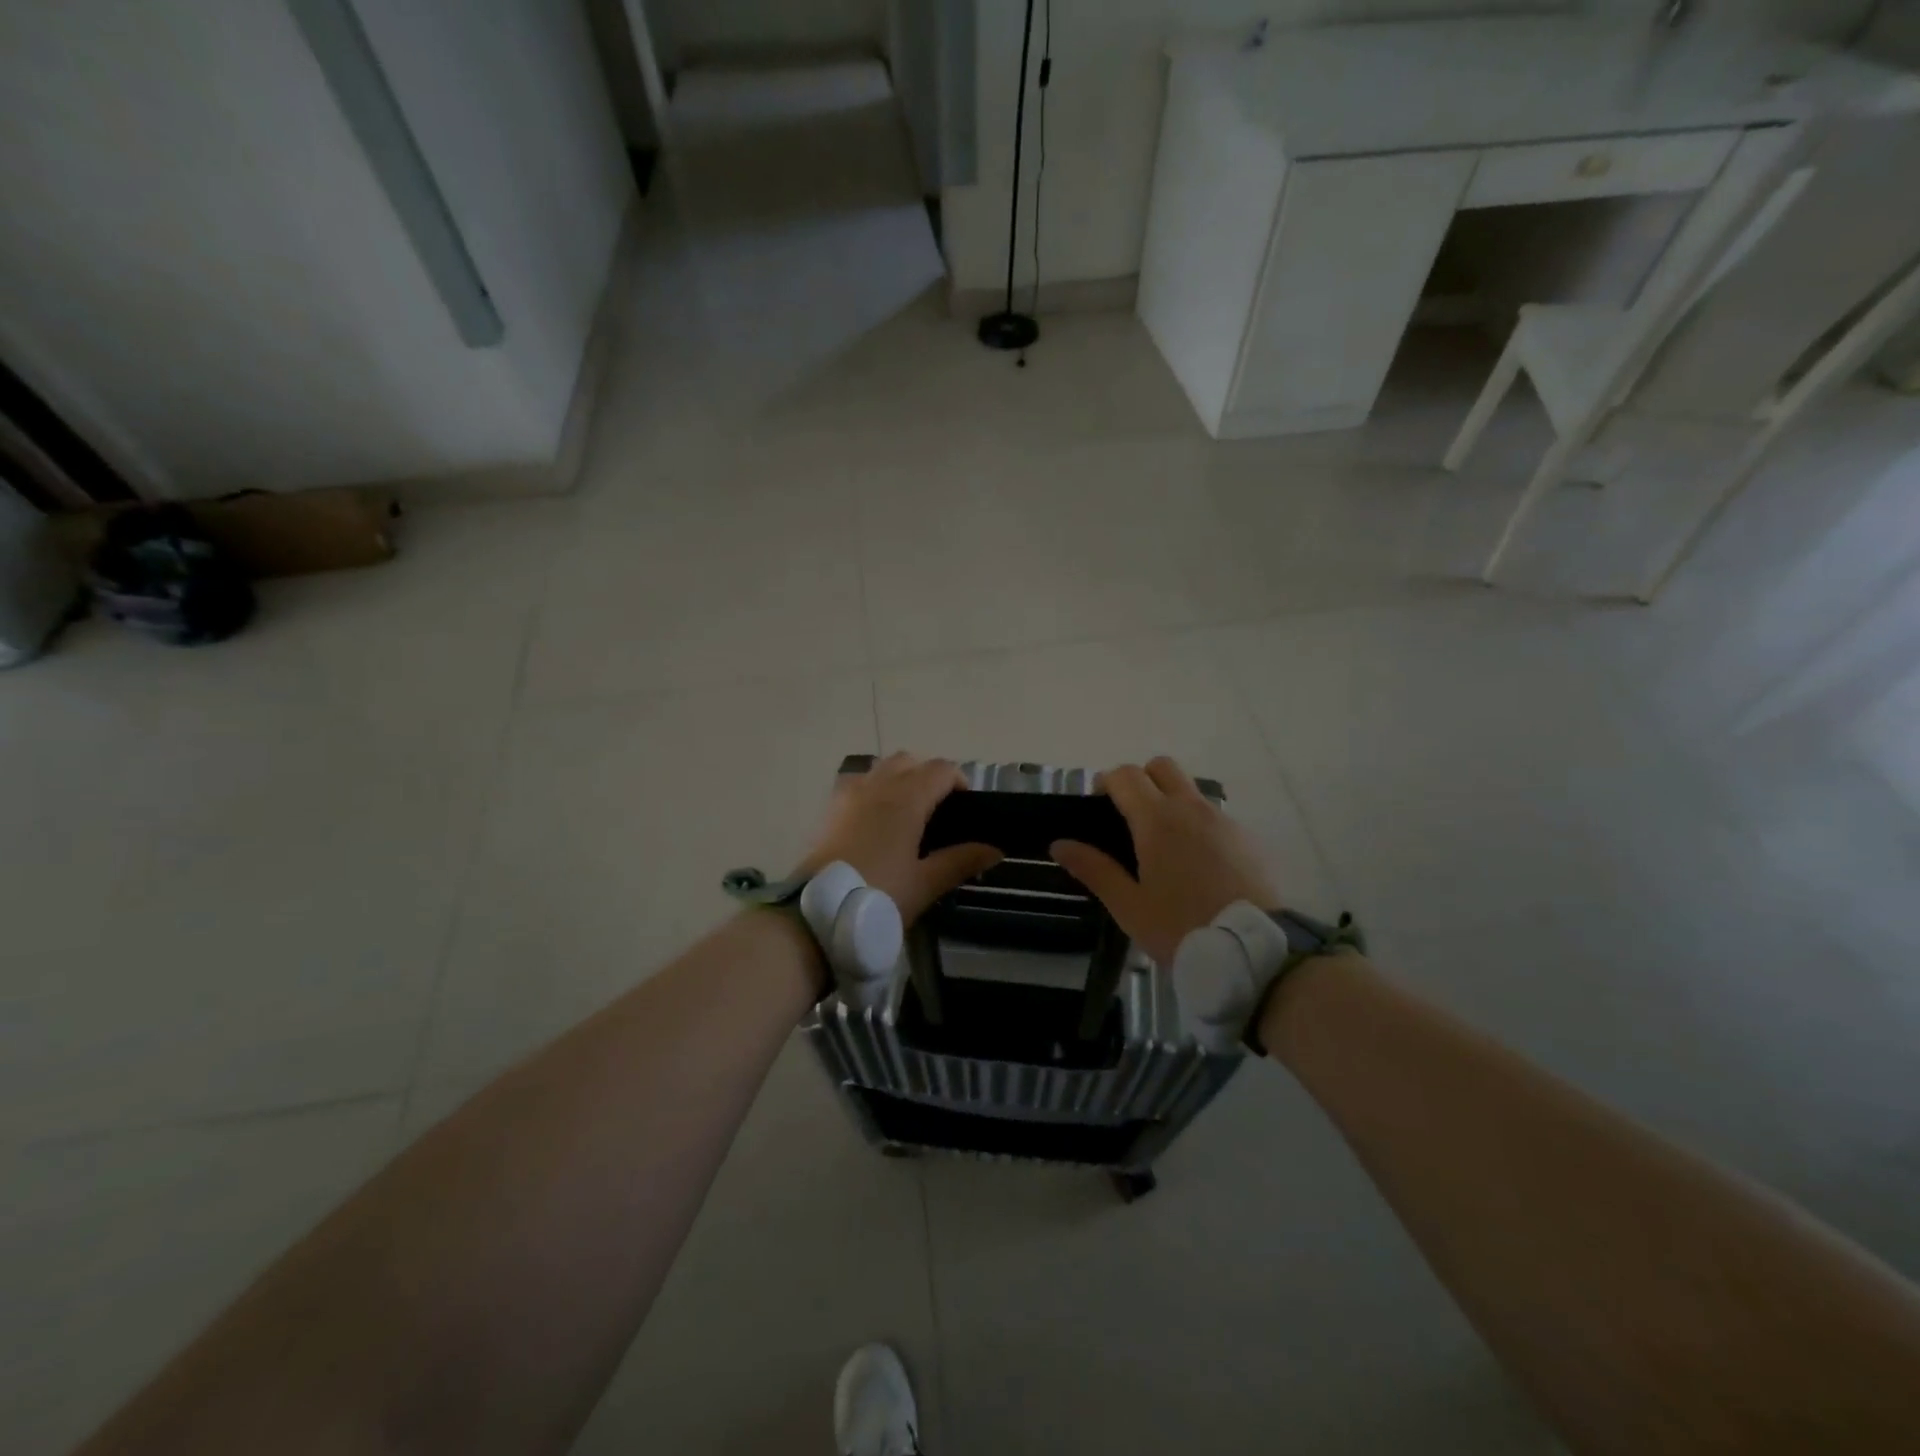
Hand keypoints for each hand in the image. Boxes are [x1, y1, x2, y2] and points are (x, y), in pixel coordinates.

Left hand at [797, 753, 1001, 923]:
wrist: (817, 913)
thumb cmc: (879, 895)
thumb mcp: (925, 883)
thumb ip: (961, 861)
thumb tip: (995, 849)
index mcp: (906, 798)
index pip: (941, 769)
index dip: (959, 782)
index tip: (966, 809)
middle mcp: (878, 785)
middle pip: (910, 761)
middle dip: (927, 776)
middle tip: (937, 811)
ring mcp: (849, 794)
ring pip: (881, 768)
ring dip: (898, 779)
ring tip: (906, 815)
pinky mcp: (829, 809)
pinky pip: (858, 784)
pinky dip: (873, 790)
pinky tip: (875, 823)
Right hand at [1051, 756, 1279, 965]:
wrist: (1254, 951)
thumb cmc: (1181, 927)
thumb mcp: (1128, 905)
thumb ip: (1094, 869)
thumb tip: (1060, 844)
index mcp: (1157, 820)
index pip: (1126, 775)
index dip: (1107, 782)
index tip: (1098, 807)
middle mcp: (1191, 808)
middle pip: (1161, 767)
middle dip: (1141, 780)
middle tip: (1129, 817)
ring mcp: (1223, 820)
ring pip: (1190, 790)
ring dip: (1170, 801)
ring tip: (1163, 847)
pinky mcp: (1246, 838)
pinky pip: (1213, 816)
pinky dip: (1197, 825)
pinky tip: (1196, 865)